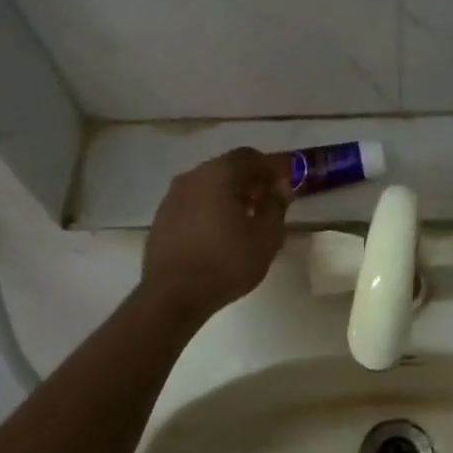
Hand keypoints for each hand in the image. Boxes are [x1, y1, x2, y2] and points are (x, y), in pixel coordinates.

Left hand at [141, 148, 290, 323]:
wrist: (172, 296)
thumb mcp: (266, 237)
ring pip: (209, 184)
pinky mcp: (163, 217)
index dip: (273, 167)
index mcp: (219, 175)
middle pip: (228, 167)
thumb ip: (276, 206)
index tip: (289, 181)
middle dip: (252, 179)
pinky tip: (222, 230)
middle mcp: (193, 177)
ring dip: (231, 193)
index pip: (251, 157)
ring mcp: (173, 196)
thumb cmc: (226, 263)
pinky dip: (212, 206)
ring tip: (248, 216)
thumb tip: (281, 187)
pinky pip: (195, 201)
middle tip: (271, 198)